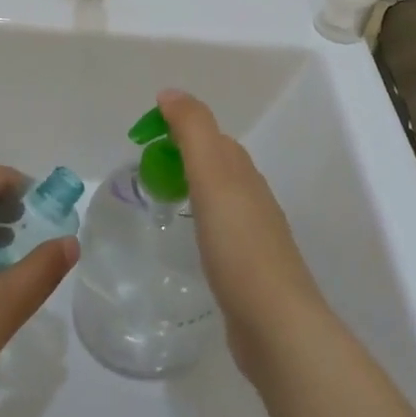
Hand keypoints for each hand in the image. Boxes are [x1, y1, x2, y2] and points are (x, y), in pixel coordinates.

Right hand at [157, 90, 329, 380]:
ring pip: (218, 196)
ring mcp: (253, 235)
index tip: (140, 137)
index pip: (209, 135)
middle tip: (143, 167)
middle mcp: (252, 196)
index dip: (176, 127)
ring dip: (191, 187)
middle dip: (182, 155)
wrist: (275, 324)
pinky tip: (187, 239)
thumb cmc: (238, 245)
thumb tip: (170, 92)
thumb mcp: (212, 176)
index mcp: (242, 172)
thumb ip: (193, 130)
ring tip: (160, 198)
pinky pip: (219, 229)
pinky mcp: (247, 268)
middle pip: (216, 163)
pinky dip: (200, 220)